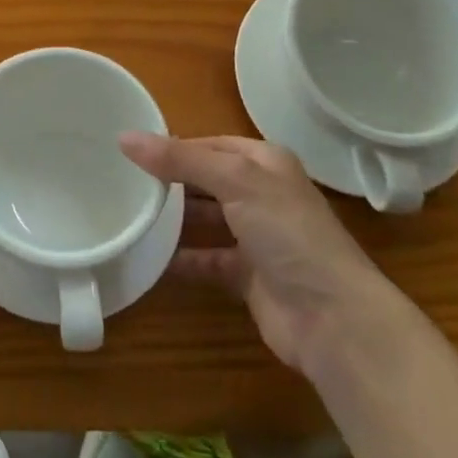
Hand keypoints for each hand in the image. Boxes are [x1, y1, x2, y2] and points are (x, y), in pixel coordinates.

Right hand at [120, 133, 397, 377]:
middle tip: (124, 180)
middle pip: (207, 180)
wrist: (334, 320)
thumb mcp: (235, 181)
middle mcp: (262, 195)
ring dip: (175, 218)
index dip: (174, 145)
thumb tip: (125, 137)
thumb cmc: (288, 234)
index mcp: (266, 163)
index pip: (210, 144)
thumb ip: (181, 159)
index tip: (130, 150)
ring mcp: (257, 238)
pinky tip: (150, 256)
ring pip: (206, 218)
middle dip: (171, 180)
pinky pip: (207, 260)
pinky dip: (182, 258)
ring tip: (131, 212)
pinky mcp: (248, 277)